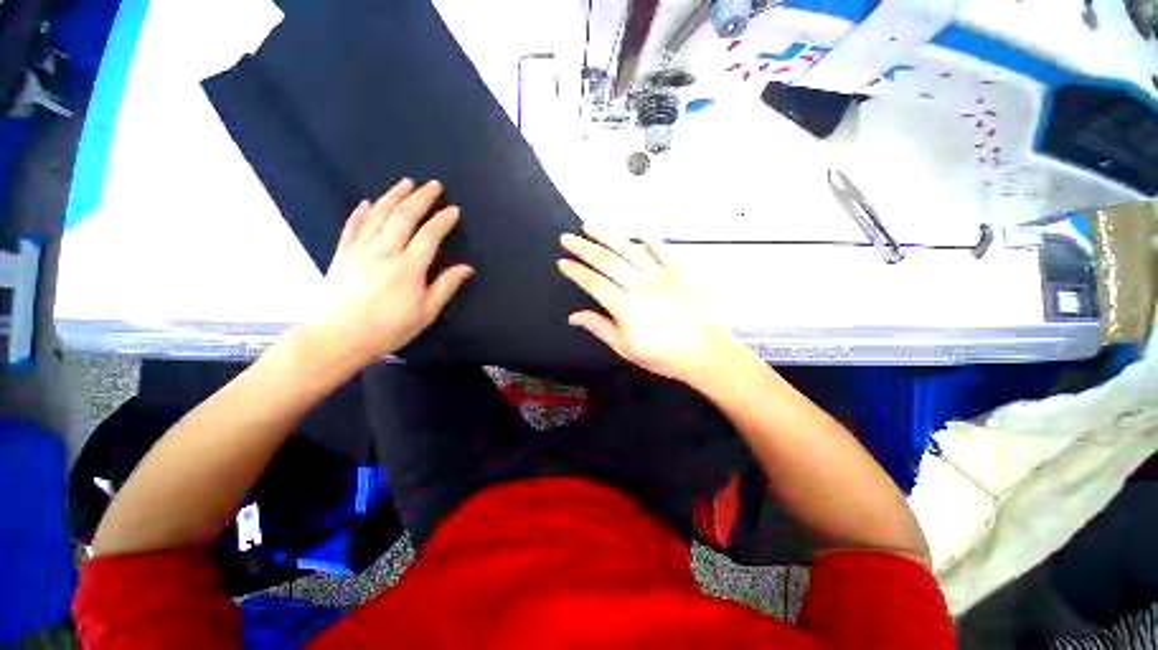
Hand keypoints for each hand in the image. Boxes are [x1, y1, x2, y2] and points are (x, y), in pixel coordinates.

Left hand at [311, 179, 472, 366]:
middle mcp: (385, 250)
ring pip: (378, 214)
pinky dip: (361, 212)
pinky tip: (366, 202)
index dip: (443, 220)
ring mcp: (360, 249)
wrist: (340, 337)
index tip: (453, 209)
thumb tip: (466, 268)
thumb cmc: (389, 328)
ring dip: (393, 196)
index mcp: (409, 266)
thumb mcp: (426, 312)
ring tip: (405, 183)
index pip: (429, 235)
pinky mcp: (342, 253)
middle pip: (404, 216)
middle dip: (420, 197)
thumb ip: (446, 286)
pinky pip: (352, 226)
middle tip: (432, 185)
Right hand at [558, 229, 738, 382]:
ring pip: (629, 249)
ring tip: (590, 226)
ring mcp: (660, 274)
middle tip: (567, 237)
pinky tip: (636, 229)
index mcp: (624, 305)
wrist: (703, 352)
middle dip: (583, 248)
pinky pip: (661, 249)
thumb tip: (573, 316)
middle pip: (606, 261)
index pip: (593, 283)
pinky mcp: (678, 270)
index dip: (576, 271)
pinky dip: (648, 237)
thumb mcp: (624, 347)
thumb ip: (599, 327)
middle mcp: (639, 284)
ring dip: (608, 236)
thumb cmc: (661, 354)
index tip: (562, 261)